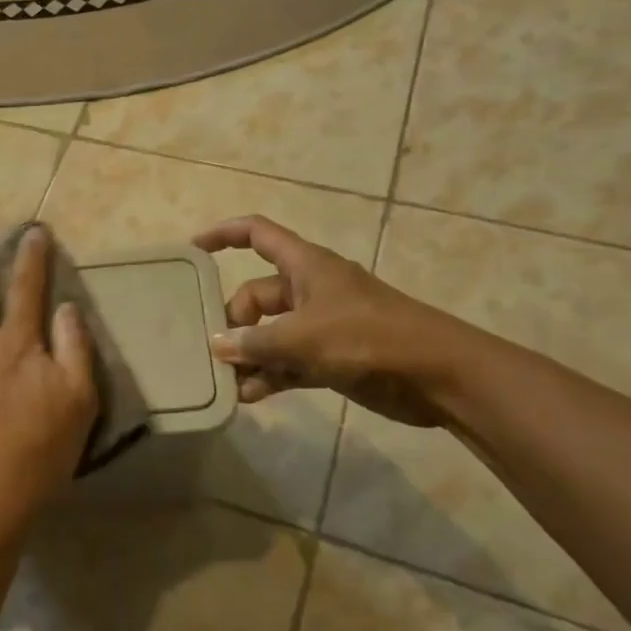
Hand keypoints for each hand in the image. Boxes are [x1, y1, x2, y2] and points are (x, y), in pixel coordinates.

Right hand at [193, 215, 468, 426]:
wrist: (437, 375)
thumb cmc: (368, 338)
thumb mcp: (303, 337)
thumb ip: (255, 343)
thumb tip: (216, 346)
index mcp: (305, 266)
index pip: (257, 234)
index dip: (224, 235)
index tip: (192, 250)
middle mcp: (309, 290)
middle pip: (256, 296)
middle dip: (233, 322)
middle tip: (211, 351)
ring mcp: (320, 325)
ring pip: (270, 334)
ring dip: (249, 356)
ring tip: (223, 380)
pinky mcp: (331, 358)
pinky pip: (288, 362)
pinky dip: (270, 376)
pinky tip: (248, 396)